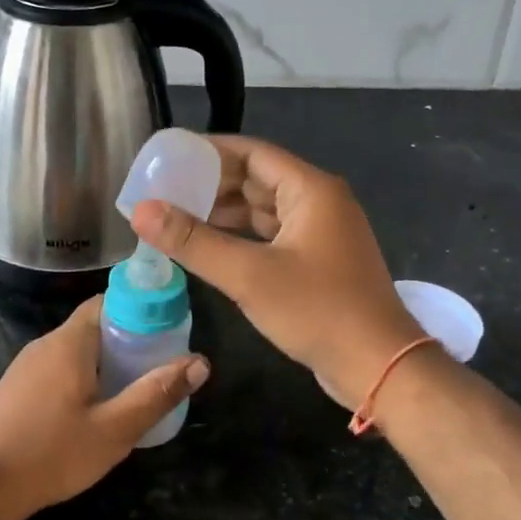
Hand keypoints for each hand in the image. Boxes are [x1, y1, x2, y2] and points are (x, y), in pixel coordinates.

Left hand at [0, 296, 207, 519]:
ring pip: (77, 350)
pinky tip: (95, 409)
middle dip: (129, 339)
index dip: (141, 310)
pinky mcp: (17, 388)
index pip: (110, 301)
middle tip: (158, 366)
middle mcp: (46, 343)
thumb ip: (156, 393)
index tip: (168, 331)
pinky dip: (84, 377)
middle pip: (95, 325)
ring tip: (134, 389)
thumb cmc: (51, 453)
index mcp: (71, 341)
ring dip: (106, 361)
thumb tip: (200, 362)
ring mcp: (27, 365)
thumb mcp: (114, 429)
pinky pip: (59, 368)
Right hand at [131, 135, 421, 412]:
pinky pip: (271, 234)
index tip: (169, 158)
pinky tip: (210, 247)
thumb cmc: (318, 311)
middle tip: (164, 190)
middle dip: (211, 184)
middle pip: (257, 178)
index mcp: (310, 189)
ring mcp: (320, 232)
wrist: (379, 367)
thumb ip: (193, 241)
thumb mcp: (249, 275)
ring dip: (223, 212)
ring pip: (263, 209)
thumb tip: (141, 210)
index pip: (252, 152)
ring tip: (176, 217)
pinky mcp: (317, 260)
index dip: (209, 152)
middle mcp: (318, 201)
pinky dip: (241, 236)